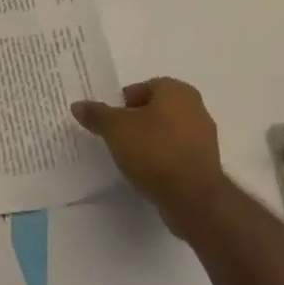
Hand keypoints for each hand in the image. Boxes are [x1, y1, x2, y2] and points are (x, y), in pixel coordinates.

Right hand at [72, 77, 225, 235]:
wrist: (193, 197)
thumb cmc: (154, 151)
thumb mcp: (116, 129)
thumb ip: (97, 115)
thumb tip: (78, 105)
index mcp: (176, 91)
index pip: (144, 87)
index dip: (124, 102)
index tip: (110, 119)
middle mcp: (195, 107)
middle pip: (157, 109)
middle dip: (137, 120)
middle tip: (117, 136)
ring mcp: (204, 137)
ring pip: (168, 132)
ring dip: (151, 141)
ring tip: (130, 157)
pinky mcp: (206, 164)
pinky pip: (177, 153)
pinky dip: (163, 159)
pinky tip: (148, 173)